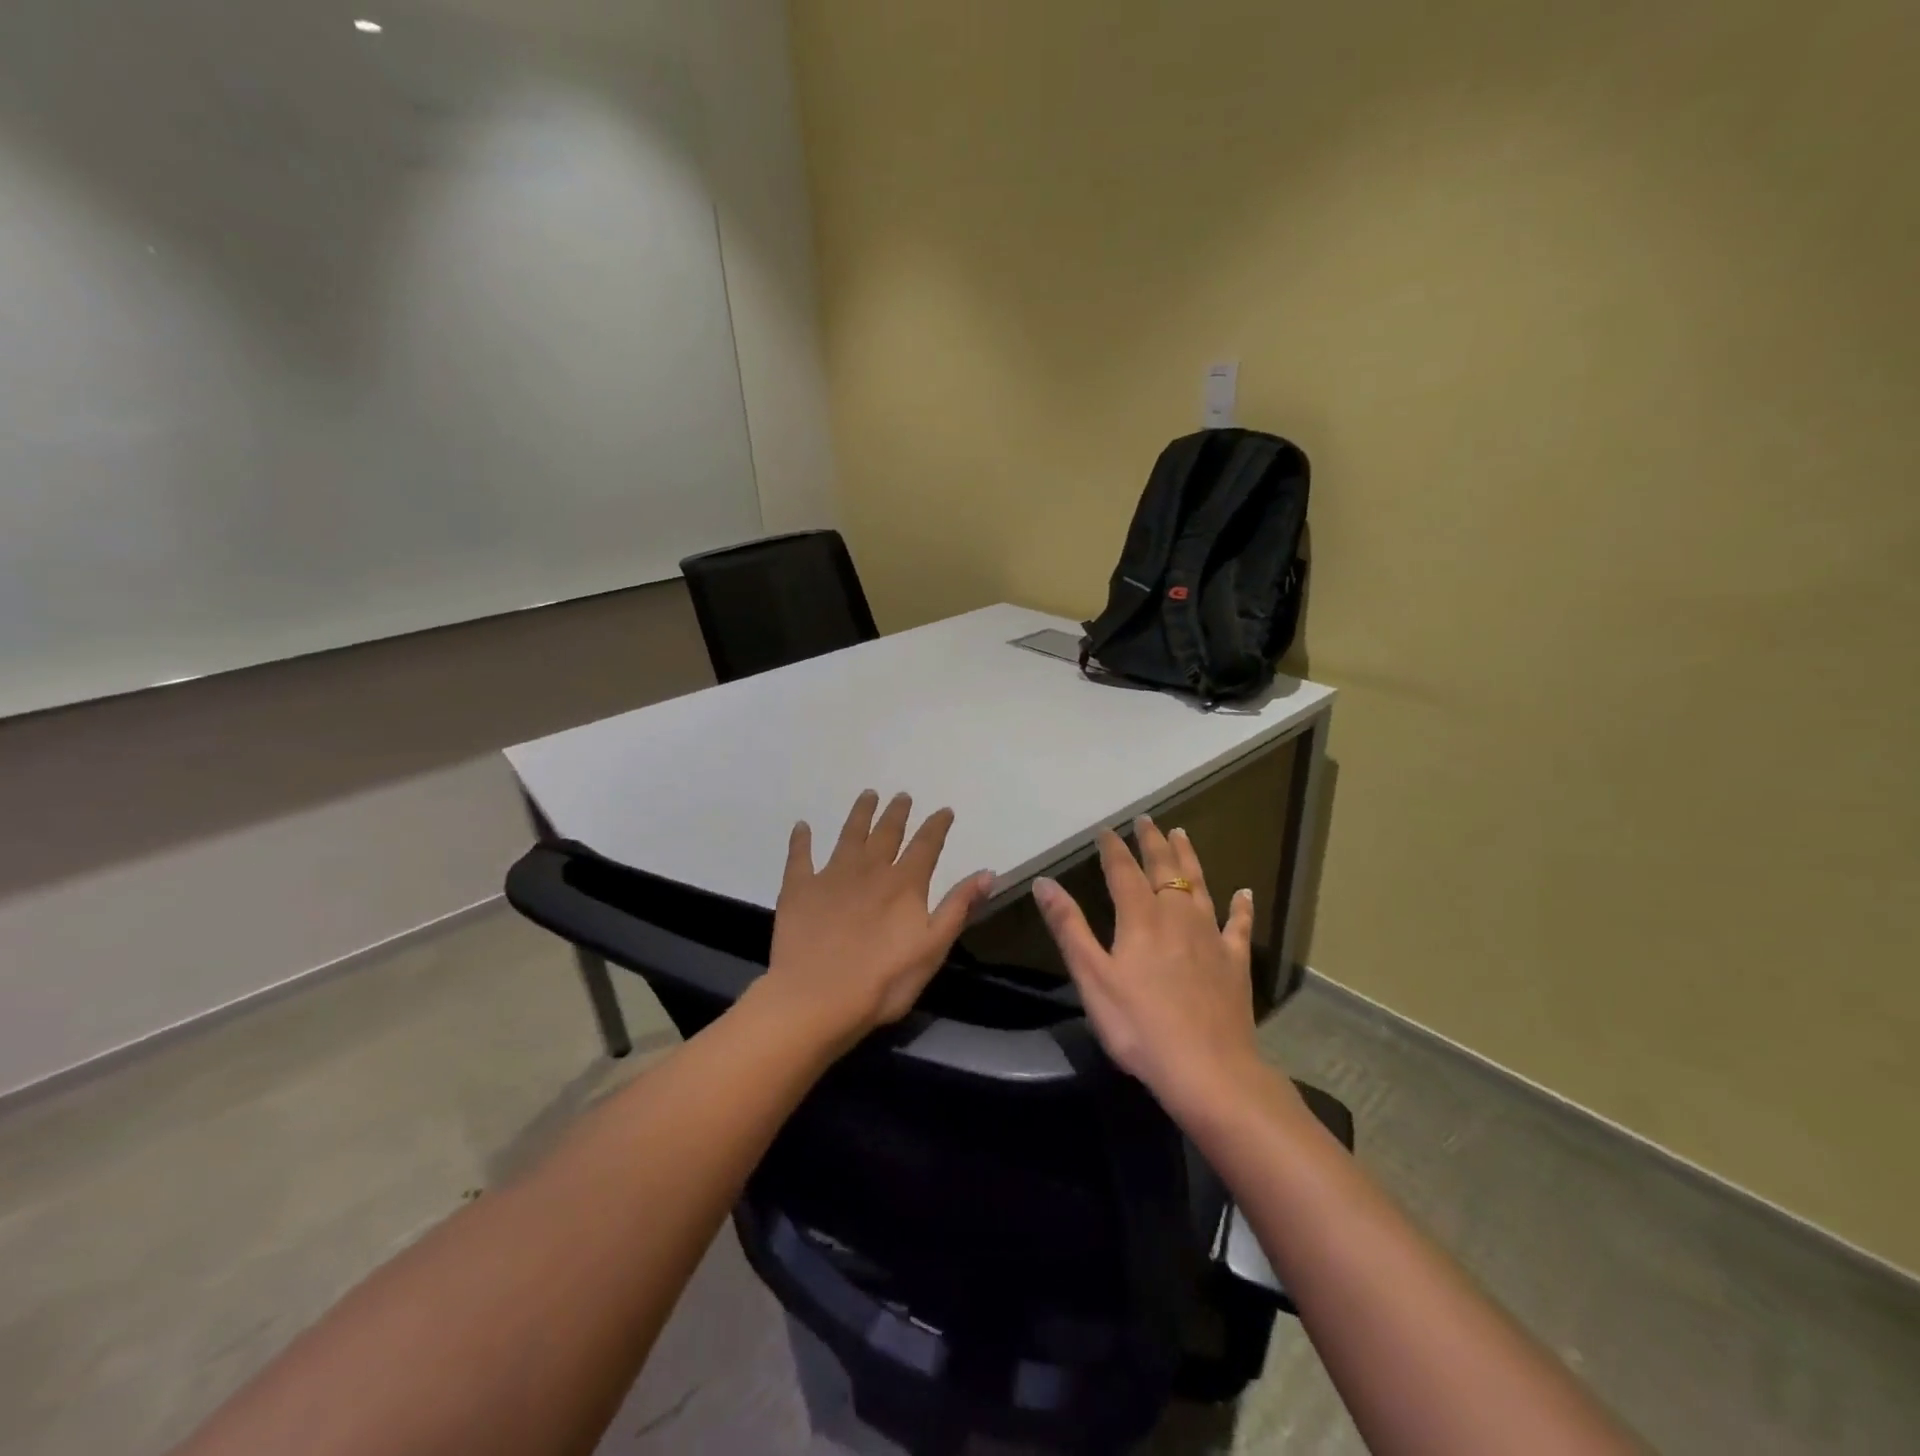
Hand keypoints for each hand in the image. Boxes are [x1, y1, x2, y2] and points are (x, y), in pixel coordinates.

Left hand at [758, 790, 994, 1053]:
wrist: (817, 998)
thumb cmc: (883, 981)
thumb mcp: (933, 948)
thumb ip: (958, 907)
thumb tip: (987, 872)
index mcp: (905, 884)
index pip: (926, 845)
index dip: (937, 826)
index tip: (944, 810)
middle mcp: (870, 869)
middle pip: (886, 832)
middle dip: (897, 813)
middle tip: (901, 796)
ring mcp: (832, 875)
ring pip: (849, 834)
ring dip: (860, 813)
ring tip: (868, 795)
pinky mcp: (799, 888)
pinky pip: (800, 856)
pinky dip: (802, 840)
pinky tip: (802, 826)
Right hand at [1033, 817, 1267, 1113]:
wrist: (1208, 1070)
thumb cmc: (1139, 1026)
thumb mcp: (1092, 977)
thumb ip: (1069, 927)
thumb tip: (1044, 882)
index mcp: (1141, 919)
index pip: (1124, 871)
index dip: (1113, 848)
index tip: (1105, 829)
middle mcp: (1178, 917)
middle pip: (1165, 870)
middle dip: (1153, 842)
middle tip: (1147, 819)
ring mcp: (1211, 938)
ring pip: (1200, 886)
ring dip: (1189, 858)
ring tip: (1182, 835)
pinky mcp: (1235, 963)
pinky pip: (1239, 925)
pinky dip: (1241, 906)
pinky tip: (1244, 892)